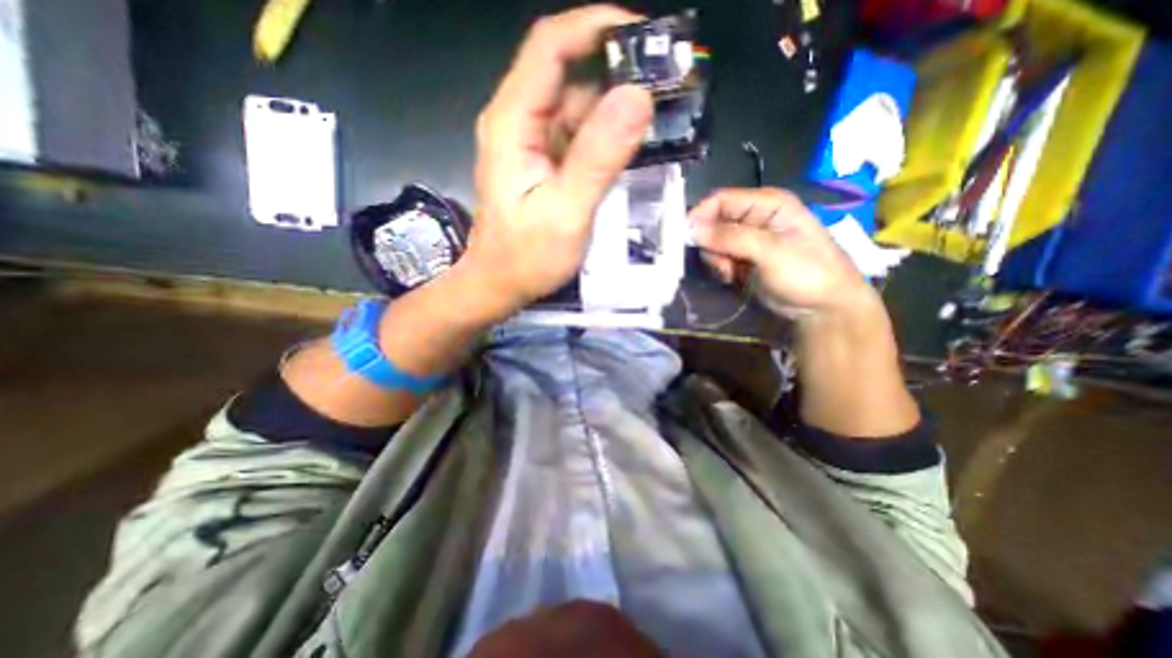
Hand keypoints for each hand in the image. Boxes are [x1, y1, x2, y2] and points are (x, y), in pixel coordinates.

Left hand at [461, 6, 657, 318]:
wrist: (501, 284)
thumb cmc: (526, 258)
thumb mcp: (566, 213)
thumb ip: (598, 158)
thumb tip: (637, 97)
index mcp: (514, 123)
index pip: (551, 47)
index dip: (597, 27)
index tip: (648, 38)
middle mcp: (519, 122)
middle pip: (568, 72)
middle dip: (617, 70)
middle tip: (666, 85)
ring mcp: (532, 142)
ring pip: (577, 104)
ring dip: (616, 106)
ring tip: (659, 117)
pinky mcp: (544, 162)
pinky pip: (579, 134)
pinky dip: (607, 134)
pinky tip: (633, 146)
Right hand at [690, 185, 877, 319]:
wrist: (823, 308)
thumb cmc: (807, 272)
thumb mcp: (770, 251)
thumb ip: (730, 238)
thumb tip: (691, 229)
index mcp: (767, 203)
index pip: (721, 199)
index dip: (701, 215)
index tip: (687, 238)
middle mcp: (754, 217)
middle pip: (713, 221)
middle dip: (710, 243)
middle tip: (721, 263)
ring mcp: (748, 239)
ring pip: (713, 241)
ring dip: (715, 259)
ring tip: (730, 273)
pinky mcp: (743, 258)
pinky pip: (719, 257)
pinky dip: (720, 267)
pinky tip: (731, 277)